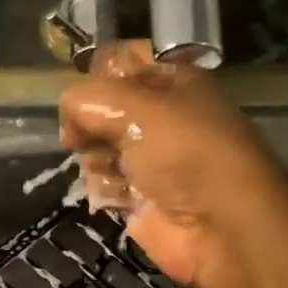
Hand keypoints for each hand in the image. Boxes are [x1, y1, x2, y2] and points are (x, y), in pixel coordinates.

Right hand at [59, 41, 287, 287]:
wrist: (220, 226)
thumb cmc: (183, 153)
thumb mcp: (134, 107)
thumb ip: (87, 98)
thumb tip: (67, 113)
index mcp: (171, 81)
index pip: (120, 62)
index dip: (96, 75)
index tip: (82, 95)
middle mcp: (161, 116)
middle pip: (102, 108)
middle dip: (89, 123)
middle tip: (84, 137)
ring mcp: (149, 158)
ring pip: (96, 146)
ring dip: (96, 159)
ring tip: (111, 171)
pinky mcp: (139, 195)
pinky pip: (103, 182)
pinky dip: (105, 188)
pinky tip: (118, 196)